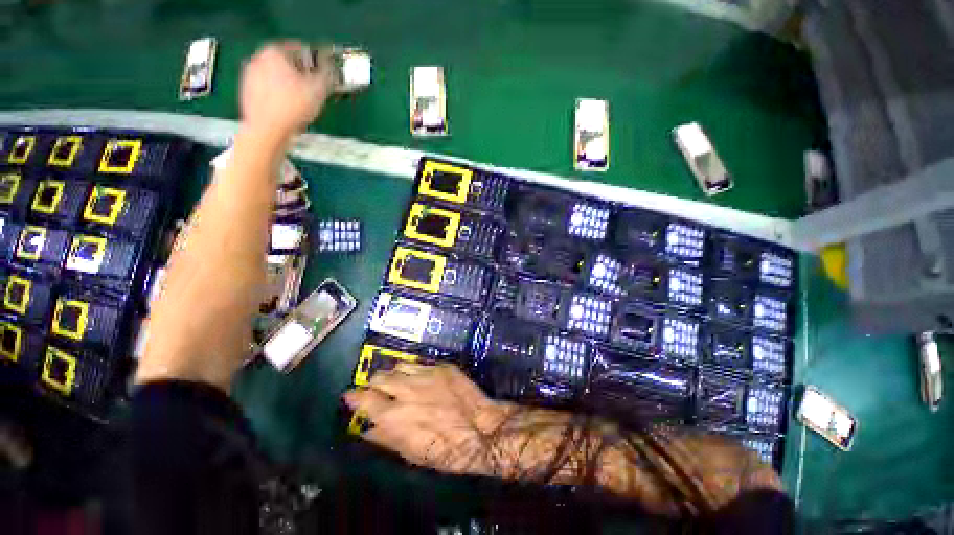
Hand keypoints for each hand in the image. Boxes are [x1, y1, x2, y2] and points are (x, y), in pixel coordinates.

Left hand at [239, 42, 332, 142]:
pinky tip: (288, 109)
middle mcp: (257, 58)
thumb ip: (327, 74)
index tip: (323, 73)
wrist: (267, 131)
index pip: (299, 49)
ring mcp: (248, 76)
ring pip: (276, 76)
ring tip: (302, 101)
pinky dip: (278, 95)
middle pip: (285, 62)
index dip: (315, 61)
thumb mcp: (319, 90)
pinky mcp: (246, 93)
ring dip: (289, 85)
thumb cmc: (293, 107)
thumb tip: (330, 69)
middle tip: (314, 88)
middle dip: (300, 74)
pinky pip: (267, 89)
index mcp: (274, 51)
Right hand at [343, 364, 509, 474]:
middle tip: (377, 389)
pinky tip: (421, 378)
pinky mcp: (442, 366)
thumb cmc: (446, 449)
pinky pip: (421, 364)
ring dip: (394, 374)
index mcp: (394, 415)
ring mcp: (426, 374)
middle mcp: (406, 389)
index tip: (351, 396)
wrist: (481, 429)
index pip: (364, 399)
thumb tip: (367, 428)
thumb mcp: (412, 452)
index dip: (354, 397)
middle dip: (374, 382)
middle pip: (379, 376)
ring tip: (398, 381)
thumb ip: (386, 438)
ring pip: (399, 366)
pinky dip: (415, 371)